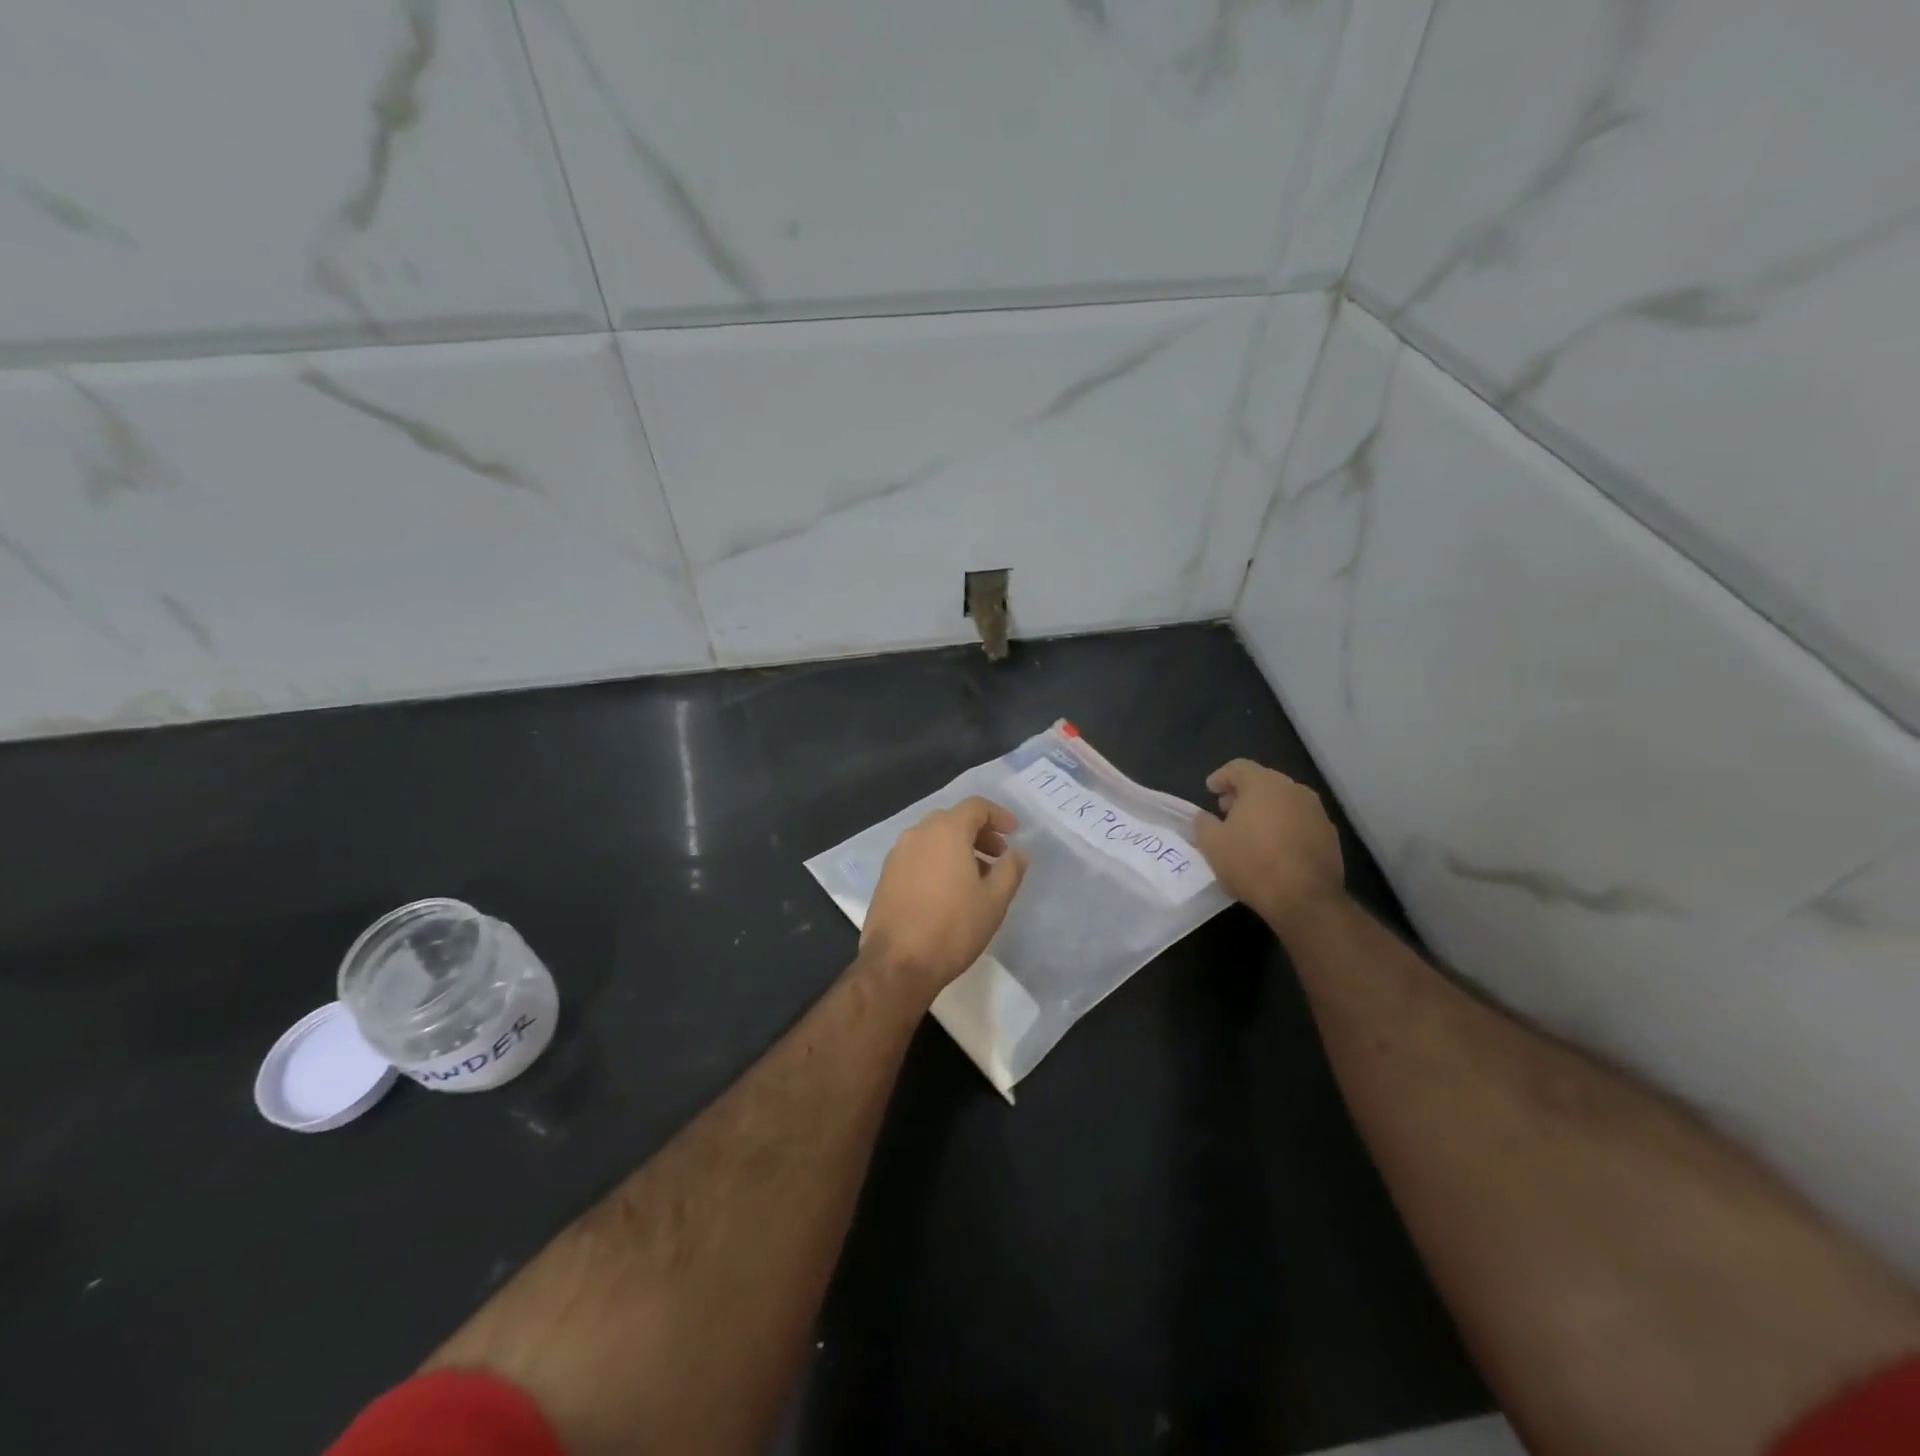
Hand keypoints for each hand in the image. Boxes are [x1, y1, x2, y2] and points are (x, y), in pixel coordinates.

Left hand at [861, 797, 1029, 998]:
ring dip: (957, 848)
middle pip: (953, 820)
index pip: (975, 806)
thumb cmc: (953, 927)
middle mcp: (917, 834)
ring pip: (933, 838)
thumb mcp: (994, 900)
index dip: (998, 815)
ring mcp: (897, 854)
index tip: (1014, 832)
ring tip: (976, 877)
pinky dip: (937, 861)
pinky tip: (949, 890)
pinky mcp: (885, 876)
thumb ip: (1011, 869)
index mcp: (946, 831)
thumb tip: (1018, 852)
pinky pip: (917, 856)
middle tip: (998, 856)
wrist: (897, 963)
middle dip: (979, 833)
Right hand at [1192, 759, 1343, 933]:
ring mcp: (1316, 811)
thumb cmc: (1252, 863)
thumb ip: (1203, 823)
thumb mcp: (1212, 844)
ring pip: (1284, 801)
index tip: (1210, 790)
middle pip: (1263, 781)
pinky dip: (1284, 826)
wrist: (1305, 899)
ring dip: (1265, 810)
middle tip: (1227, 811)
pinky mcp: (1330, 834)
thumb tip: (1206, 817)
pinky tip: (1274, 848)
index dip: (1221, 777)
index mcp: (1263, 784)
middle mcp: (1293, 789)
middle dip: (1243, 793)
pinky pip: (1300, 821)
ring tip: (1250, 831)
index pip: (1238, 767)